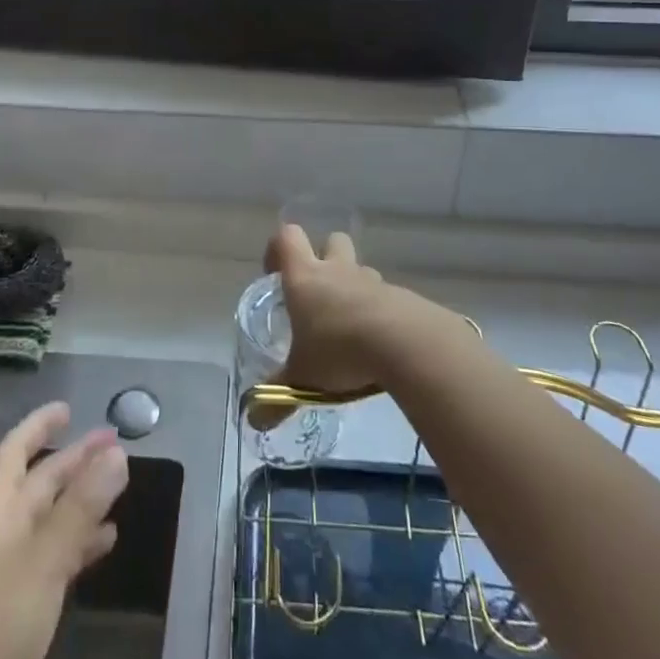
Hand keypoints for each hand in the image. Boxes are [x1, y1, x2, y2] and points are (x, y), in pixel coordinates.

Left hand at [0, 402, 127, 658]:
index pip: (12, 453)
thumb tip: (117, 453)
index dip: (37, 426)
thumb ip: (80, 507)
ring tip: (119, 486)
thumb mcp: (41, 561)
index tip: (68, 408)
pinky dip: (80, 544)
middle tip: (113, 443)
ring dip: (81, 500)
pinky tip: (106, 543)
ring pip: (49, 521)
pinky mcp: (22, 613)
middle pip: (37, 484)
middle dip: (72, 461)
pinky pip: (55, 560)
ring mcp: (8, 577)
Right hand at [263, 223, 395, 401]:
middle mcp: (338, 270)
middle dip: (325, 258)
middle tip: (319, 294)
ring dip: (355, 289)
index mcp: (306, 278)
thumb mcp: (302, 378)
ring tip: (351, 328)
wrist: (405, 345)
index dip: (278, 250)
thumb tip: (254, 421)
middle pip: (331, 240)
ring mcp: (372, 281)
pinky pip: (385, 297)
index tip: (275, 274)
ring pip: (361, 271)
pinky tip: (379, 346)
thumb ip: (277, 397)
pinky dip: (380, 313)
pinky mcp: (402, 297)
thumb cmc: (340, 351)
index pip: (287, 237)